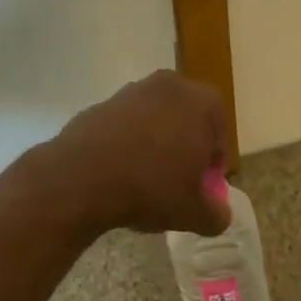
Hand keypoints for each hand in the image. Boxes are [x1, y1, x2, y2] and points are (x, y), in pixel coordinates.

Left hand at [46, 70, 230, 236]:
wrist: (81, 177)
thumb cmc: (150, 188)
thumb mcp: (193, 213)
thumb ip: (216, 214)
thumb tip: (219, 213)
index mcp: (203, 103)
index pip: (219, 136)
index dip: (212, 165)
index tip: (201, 188)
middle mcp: (171, 86)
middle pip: (187, 122)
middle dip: (184, 148)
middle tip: (175, 182)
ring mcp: (133, 91)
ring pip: (155, 120)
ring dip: (155, 144)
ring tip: (144, 179)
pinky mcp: (102, 102)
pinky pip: (125, 125)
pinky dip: (126, 143)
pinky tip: (118, 172)